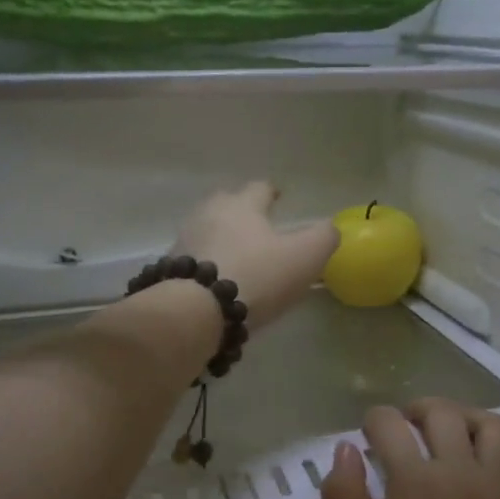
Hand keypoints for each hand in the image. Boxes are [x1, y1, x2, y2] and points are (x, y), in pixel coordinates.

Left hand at [175, 181, 337, 328]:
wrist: (197, 310)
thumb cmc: (256, 276)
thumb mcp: (304, 258)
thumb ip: (323, 239)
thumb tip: (329, 228)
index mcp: (243, 206)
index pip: (259, 188)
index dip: (271, 192)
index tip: (278, 197)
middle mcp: (209, 214)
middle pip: (225, 203)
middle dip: (239, 209)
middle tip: (254, 225)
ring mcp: (185, 240)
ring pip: (204, 229)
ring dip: (218, 236)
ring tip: (233, 253)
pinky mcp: (170, 269)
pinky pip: (191, 258)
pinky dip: (203, 262)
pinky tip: (212, 279)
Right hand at [321, 399, 499, 498]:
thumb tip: (345, 448)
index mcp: (414, 483)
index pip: (390, 425)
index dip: (373, 422)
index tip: (368, 436)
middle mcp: (461, 473)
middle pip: (442, 414)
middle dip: (416, 410)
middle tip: (406, 427)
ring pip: (492, 425)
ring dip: (466, 417)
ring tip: (452, 431)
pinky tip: (498, 445)